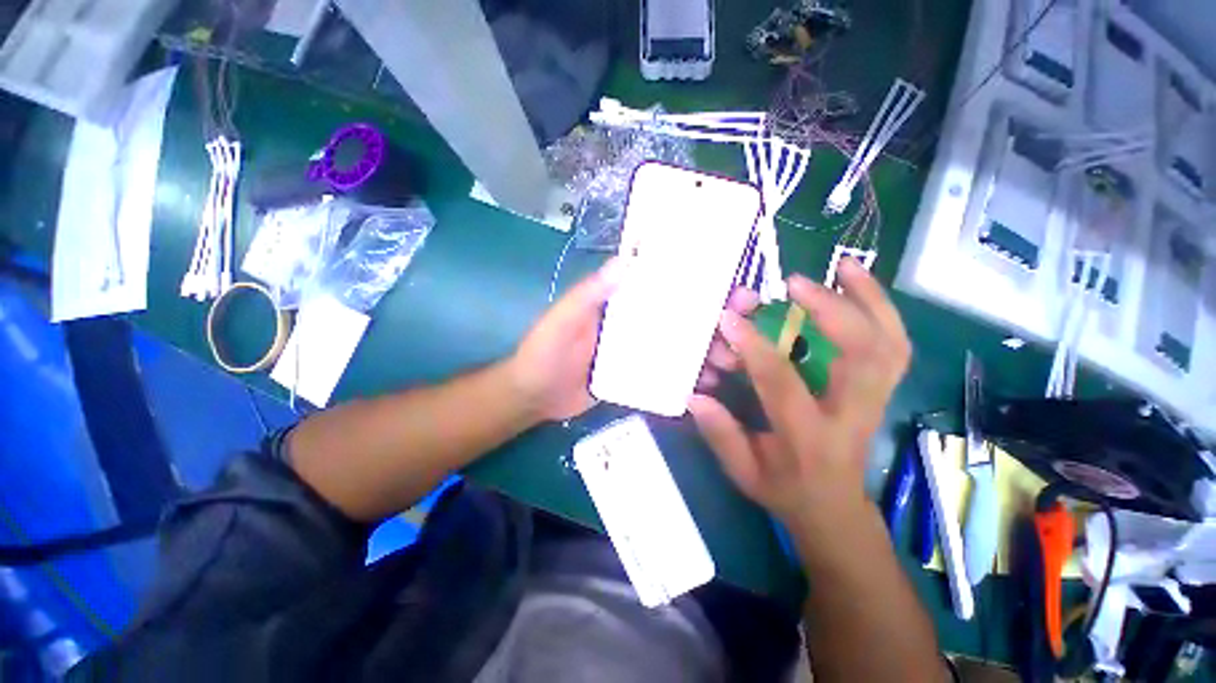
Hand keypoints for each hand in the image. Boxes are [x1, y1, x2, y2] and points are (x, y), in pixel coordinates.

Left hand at [509, 261, 761, 421]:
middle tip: (744, 328)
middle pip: (682, 316)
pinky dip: (690, 378)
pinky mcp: (638, 376)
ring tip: (731, 362)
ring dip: (709, 350)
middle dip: (716, 320)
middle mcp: (636, 322)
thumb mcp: (564, 318)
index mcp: (621, 302)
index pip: (664, 285)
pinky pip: (669, 374)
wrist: (535, 397)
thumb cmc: (544, 351)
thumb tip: (627, 259)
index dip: (697, 282)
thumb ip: (591, 293)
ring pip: (681, 346)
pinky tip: (708, 386)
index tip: (731, 286)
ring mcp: (639, 351)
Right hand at [688, 259, 910, 536]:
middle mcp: (851, 414)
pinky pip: (893, 344)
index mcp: (809, 436)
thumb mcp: (744, 472)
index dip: (754, 347)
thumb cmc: (785, 489)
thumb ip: (720, 434)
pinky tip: (859, 284)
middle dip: (830, 310)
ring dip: (868, 298)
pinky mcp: (880, 390)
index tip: (729, 318)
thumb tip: (695, 395)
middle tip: (795, 283)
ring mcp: (874, 400)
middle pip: (862, 354)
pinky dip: (881, 308)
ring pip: (888, 343)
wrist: (834, 508)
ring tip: (842, 266)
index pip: (782, 382)